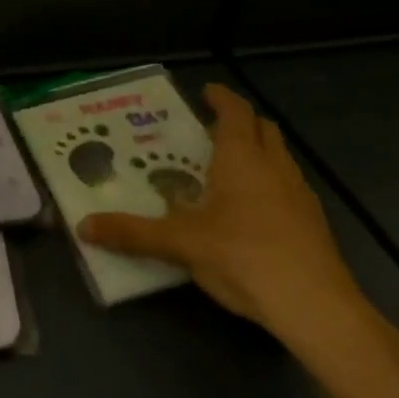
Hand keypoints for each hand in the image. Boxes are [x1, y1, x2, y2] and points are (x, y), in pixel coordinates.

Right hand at [79, 84, 391, 372]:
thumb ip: (132, 234)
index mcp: (242, 159)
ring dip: (257, 152)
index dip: (221, 98)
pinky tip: (250, 213)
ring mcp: (299, 195)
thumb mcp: (180, 244)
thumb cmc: (242, 257)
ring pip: (279, 158)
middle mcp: (274, 167)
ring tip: (227, 170)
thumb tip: (83, 226)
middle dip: (240, 122)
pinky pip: (288, 187)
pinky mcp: (312, 223)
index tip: (206, 91)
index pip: (235, 112)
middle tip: (211, 130)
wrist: (314, 306)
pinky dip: (269, 183)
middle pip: (263, 129)